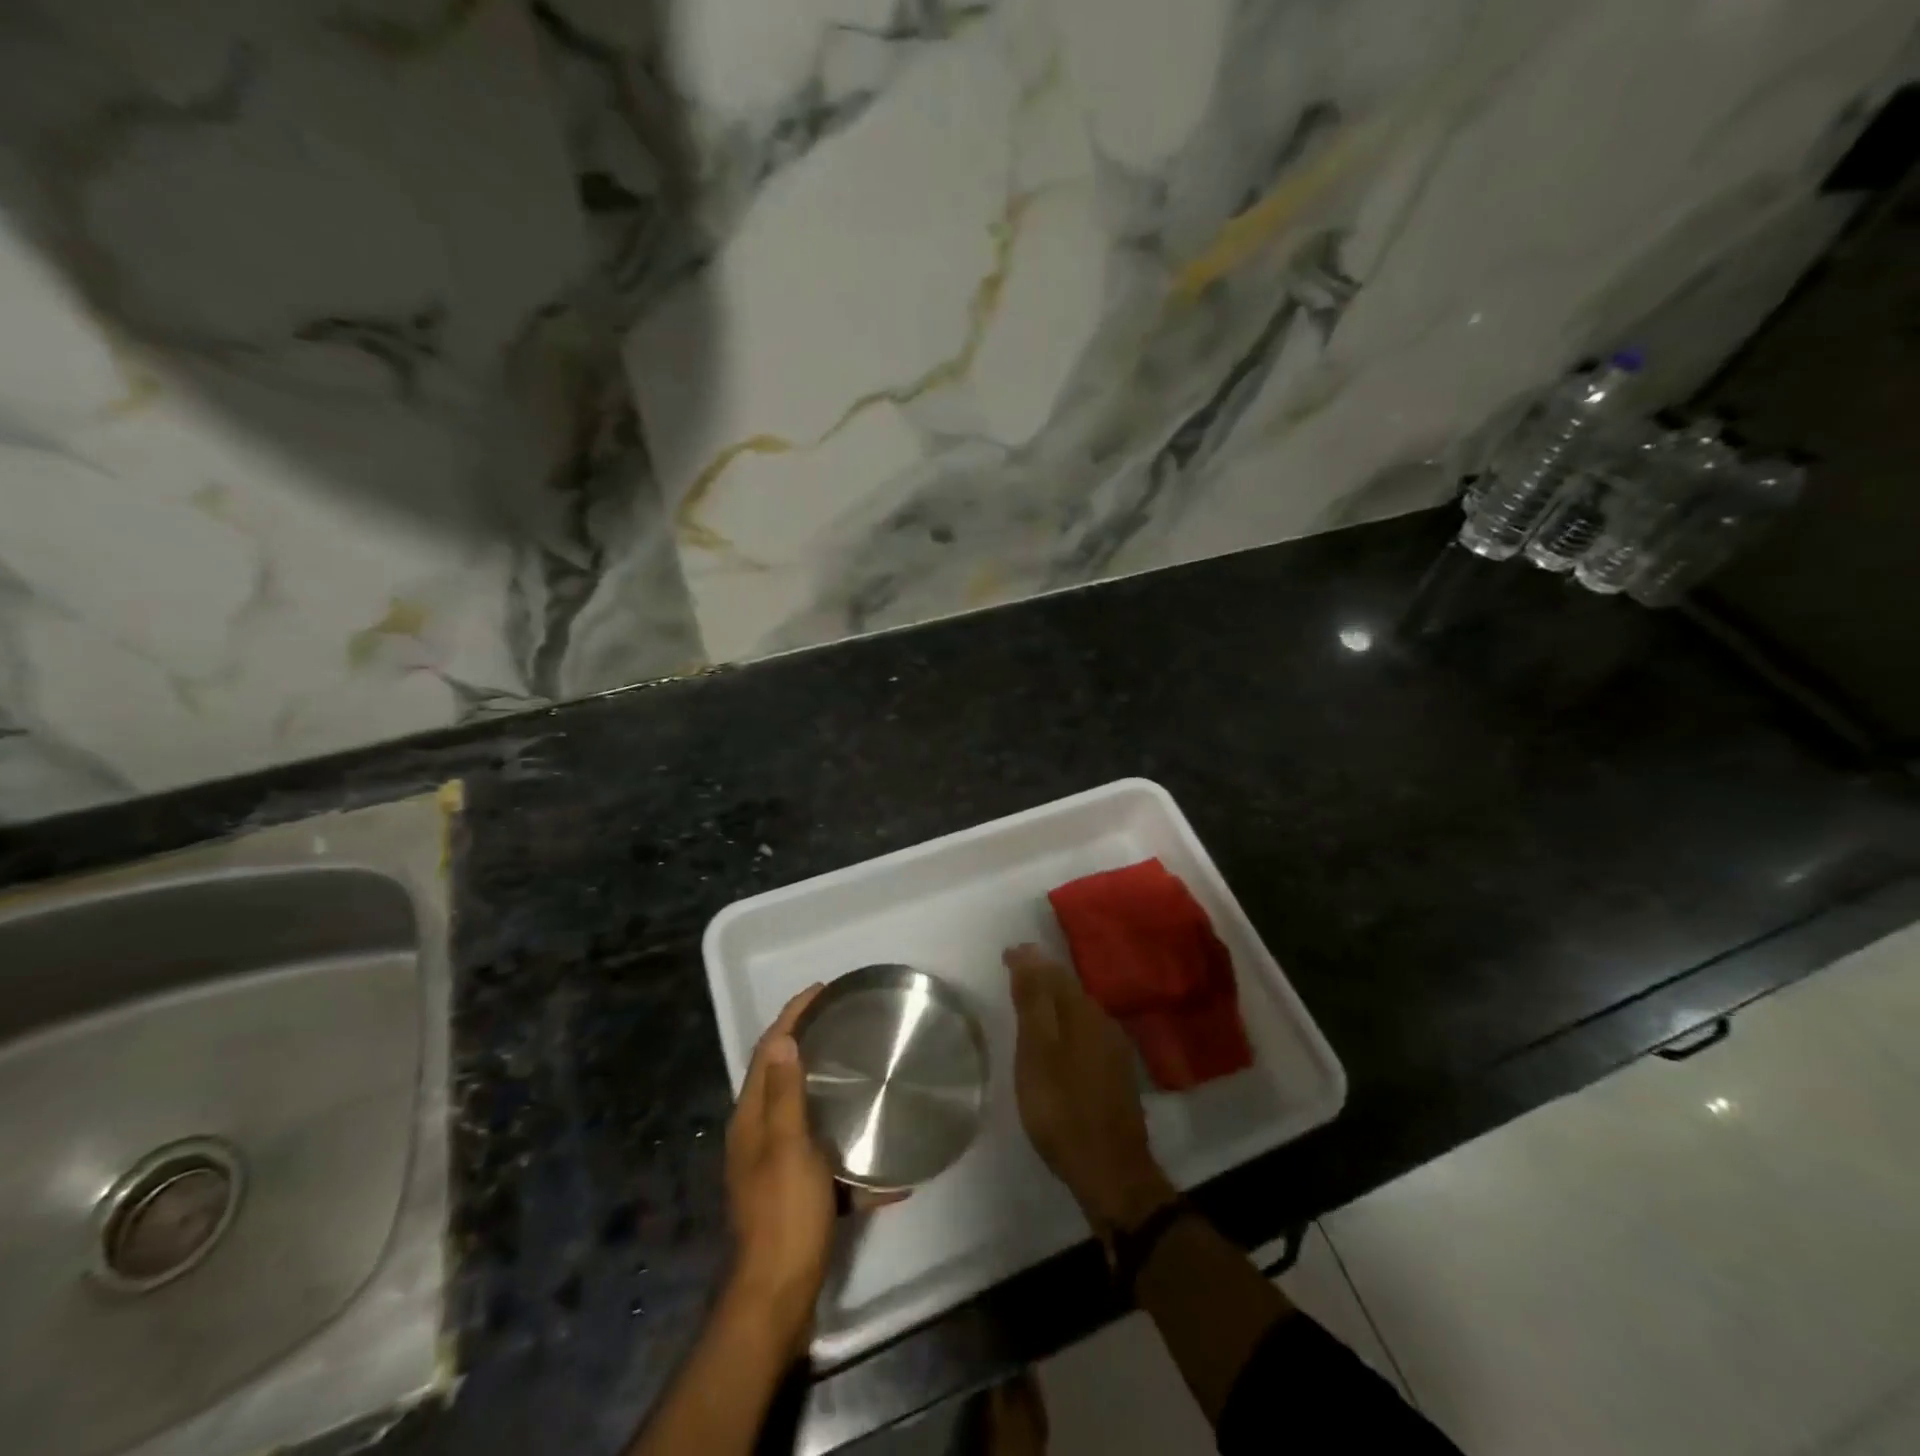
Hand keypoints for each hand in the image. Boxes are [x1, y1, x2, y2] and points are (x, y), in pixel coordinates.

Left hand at [725, 985, 834, 1347]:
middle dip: (808, 1046)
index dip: (791, 1017)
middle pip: (782, 1078)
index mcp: (752, 1120)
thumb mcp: (788, 1147)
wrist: (779, 1297)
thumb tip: (782, 1040)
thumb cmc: (784, 1214)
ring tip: (865, 1075)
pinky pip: (827, 1160)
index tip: (820, 990)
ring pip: (806, 1116)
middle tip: (843, 1023)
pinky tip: (888, 1172)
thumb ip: (785, 1096)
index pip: (768, 1053)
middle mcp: (758, 1137)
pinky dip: (851, 1159)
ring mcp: (776, 1167)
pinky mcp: (795, 1194)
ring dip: (831, 1095)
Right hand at [1005, 944, 1175, 1231]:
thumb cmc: (1062, 1109)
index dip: (1029, 961)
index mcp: (1082, 1012)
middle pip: (1069, 989)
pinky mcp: (1118, 1074)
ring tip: (1031, 1007)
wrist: (1112, 1172)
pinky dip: (1067, 1028)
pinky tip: (1058, 1043)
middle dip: (1042, 979)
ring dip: (1055, 1003)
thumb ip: (1033, 1002)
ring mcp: (1115, 1049)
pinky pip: (1087, 1033)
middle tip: (1015, 976)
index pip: (1053, 971)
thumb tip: (1028, 951)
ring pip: (1080, 1012)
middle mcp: (1103, 1022)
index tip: (1006, 955)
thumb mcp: (1036, 1053)